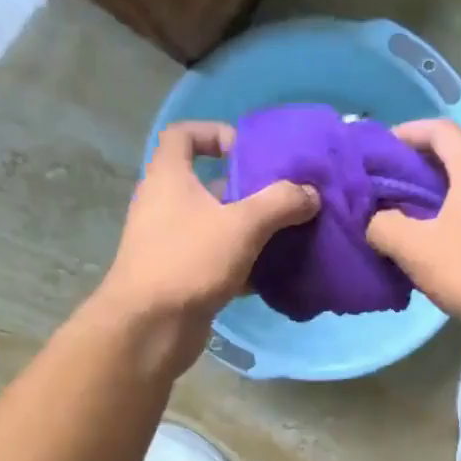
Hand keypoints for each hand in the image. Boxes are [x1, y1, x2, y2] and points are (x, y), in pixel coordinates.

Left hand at [93, 122, 318, 374]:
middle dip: (246, 189)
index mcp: (169, 177)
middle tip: (283, 198)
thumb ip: (280, 203)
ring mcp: (170, 243)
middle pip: (207, 183)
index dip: (215, 133)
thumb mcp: (242, 225)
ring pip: (214, 225)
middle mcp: (164, 204)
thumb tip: (311, 193)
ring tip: (286, 234)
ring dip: (248, 228)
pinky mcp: (180, 276)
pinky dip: (241, 263)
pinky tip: (271, 273)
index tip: (248, 151)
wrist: (149, 327)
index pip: (183, 135)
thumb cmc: (189, 261)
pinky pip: (215, 259)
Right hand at [367, 120, 460, 327]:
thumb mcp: (412, 247)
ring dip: (440, 187)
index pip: (438, 129)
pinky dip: (458, 205)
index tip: (380, 152)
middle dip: (420, 162)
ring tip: (410, 209)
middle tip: (390, 183)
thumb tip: (376, 221)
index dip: (405, 134)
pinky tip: (440, 233)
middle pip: (456, 151)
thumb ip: (383, 224)